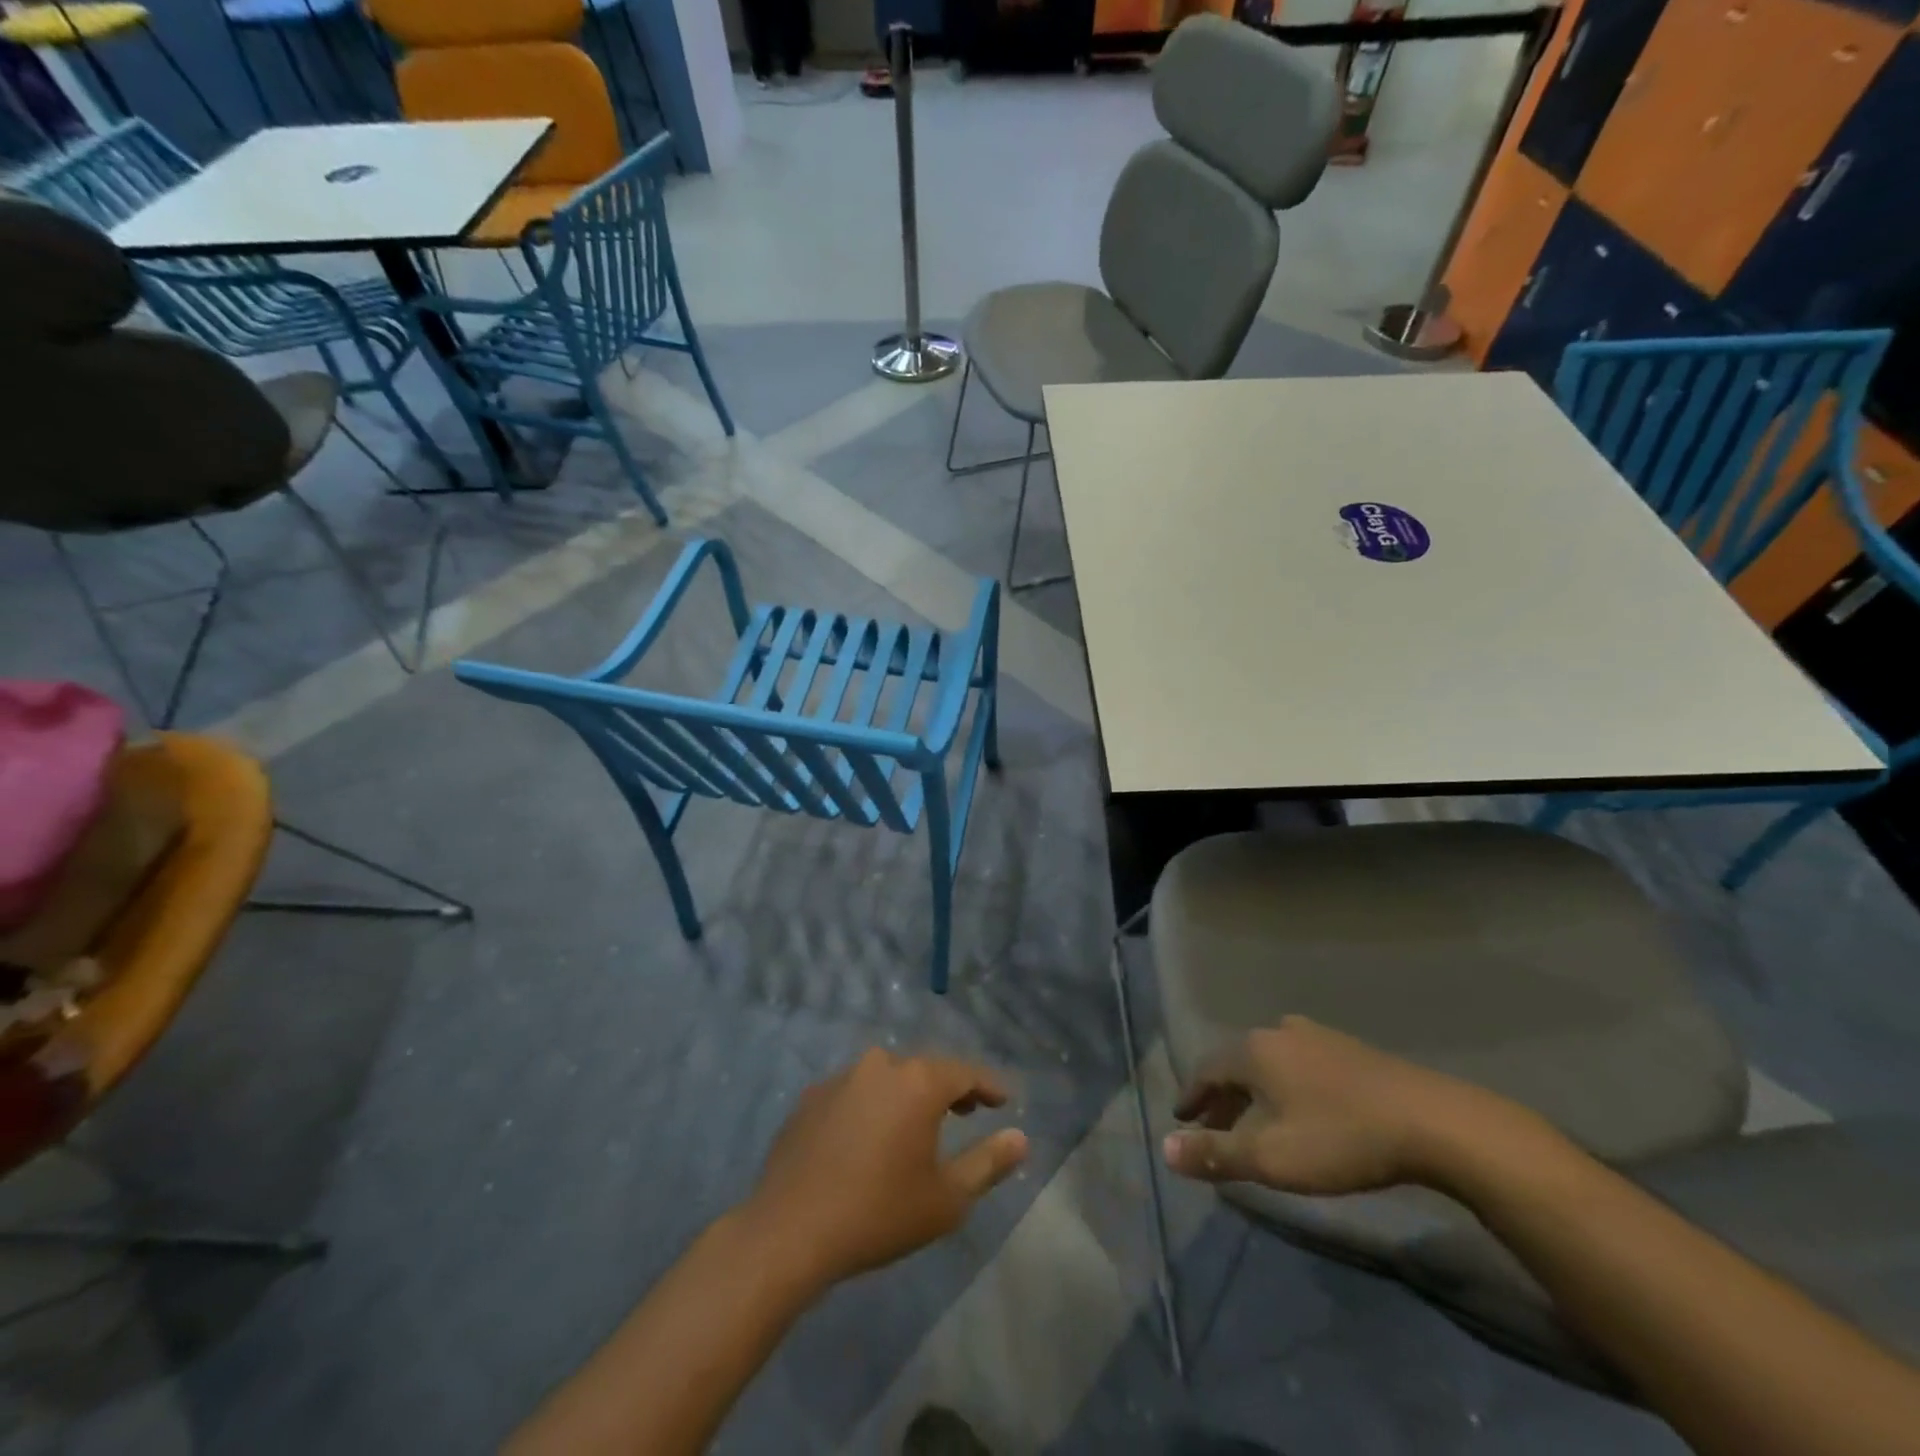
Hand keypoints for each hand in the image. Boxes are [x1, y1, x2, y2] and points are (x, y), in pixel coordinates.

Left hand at [742, 1049, 1029, 1292]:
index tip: (1003, 1101)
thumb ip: (988, 1163)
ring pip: (887, 1076)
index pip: (965, 1071)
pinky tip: (869, 1137)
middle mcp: (880, 1065)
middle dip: (949, 1086)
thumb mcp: (946, 1198)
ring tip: (918, 1123)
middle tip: (966, 1109)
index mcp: (917, 1081)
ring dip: (907, 1093)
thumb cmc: (878, 1213)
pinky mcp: (811, 1097)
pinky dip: (871, 1106)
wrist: (789, 1231)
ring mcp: (841, 1077)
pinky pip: (855, 1092)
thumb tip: (1020, 1138)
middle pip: (925, 1068)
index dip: (988, 1085)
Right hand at [1163, 1016, 1522, 1195]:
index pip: (1206, 1069)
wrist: (1433, 1122)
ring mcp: (1318, 1036)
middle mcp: (1279, 1032)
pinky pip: (1300, 1063)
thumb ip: (1216, 1153)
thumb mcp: (1271, 1158)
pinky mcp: (1351, 1050)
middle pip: (1237, 1063)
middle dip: (1222, 1096)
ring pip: (1270, 1062)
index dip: (1191, 1096)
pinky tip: (1302, 1107)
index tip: (1182, 1119)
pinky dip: (1285, 1084)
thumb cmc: (1340, 1139)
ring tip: (1256, 1119)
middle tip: (1214, 1126)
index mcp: (1253, 1051)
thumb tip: (1164, 1150)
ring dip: (1255, 1090)